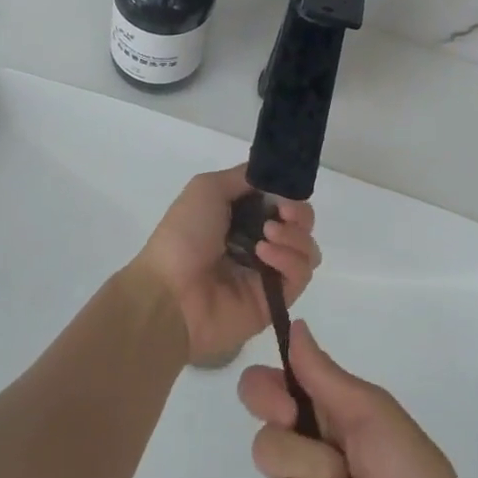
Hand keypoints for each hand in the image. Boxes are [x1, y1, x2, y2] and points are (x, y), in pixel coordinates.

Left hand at [132, 166, 319, 367]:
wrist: (170, 293)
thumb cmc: (184, 235)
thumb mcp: (207, 188)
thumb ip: (244, 177)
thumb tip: (273, 176)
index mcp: (242, 216)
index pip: (282, 200)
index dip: (289, 193)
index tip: (285, 192)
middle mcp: (260, 241)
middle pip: (301, 224)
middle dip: (299, 213)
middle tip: (283, 214)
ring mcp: (269, 272)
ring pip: (308, 249)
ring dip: (294, 236)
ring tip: (267, 236)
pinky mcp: (276, 301)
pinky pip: (300, 275)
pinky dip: (289, 259)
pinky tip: (265, 255)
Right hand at [239, 323, 476, 477]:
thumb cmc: (411, 471)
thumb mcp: (371, 412)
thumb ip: (324, 374)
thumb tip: (295, 324)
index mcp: (314, 419)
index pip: (259, 392)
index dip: (262, 396)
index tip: (289, 410)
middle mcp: (298, 463)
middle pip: (265, 449)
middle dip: (315, 464)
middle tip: (350, 472)